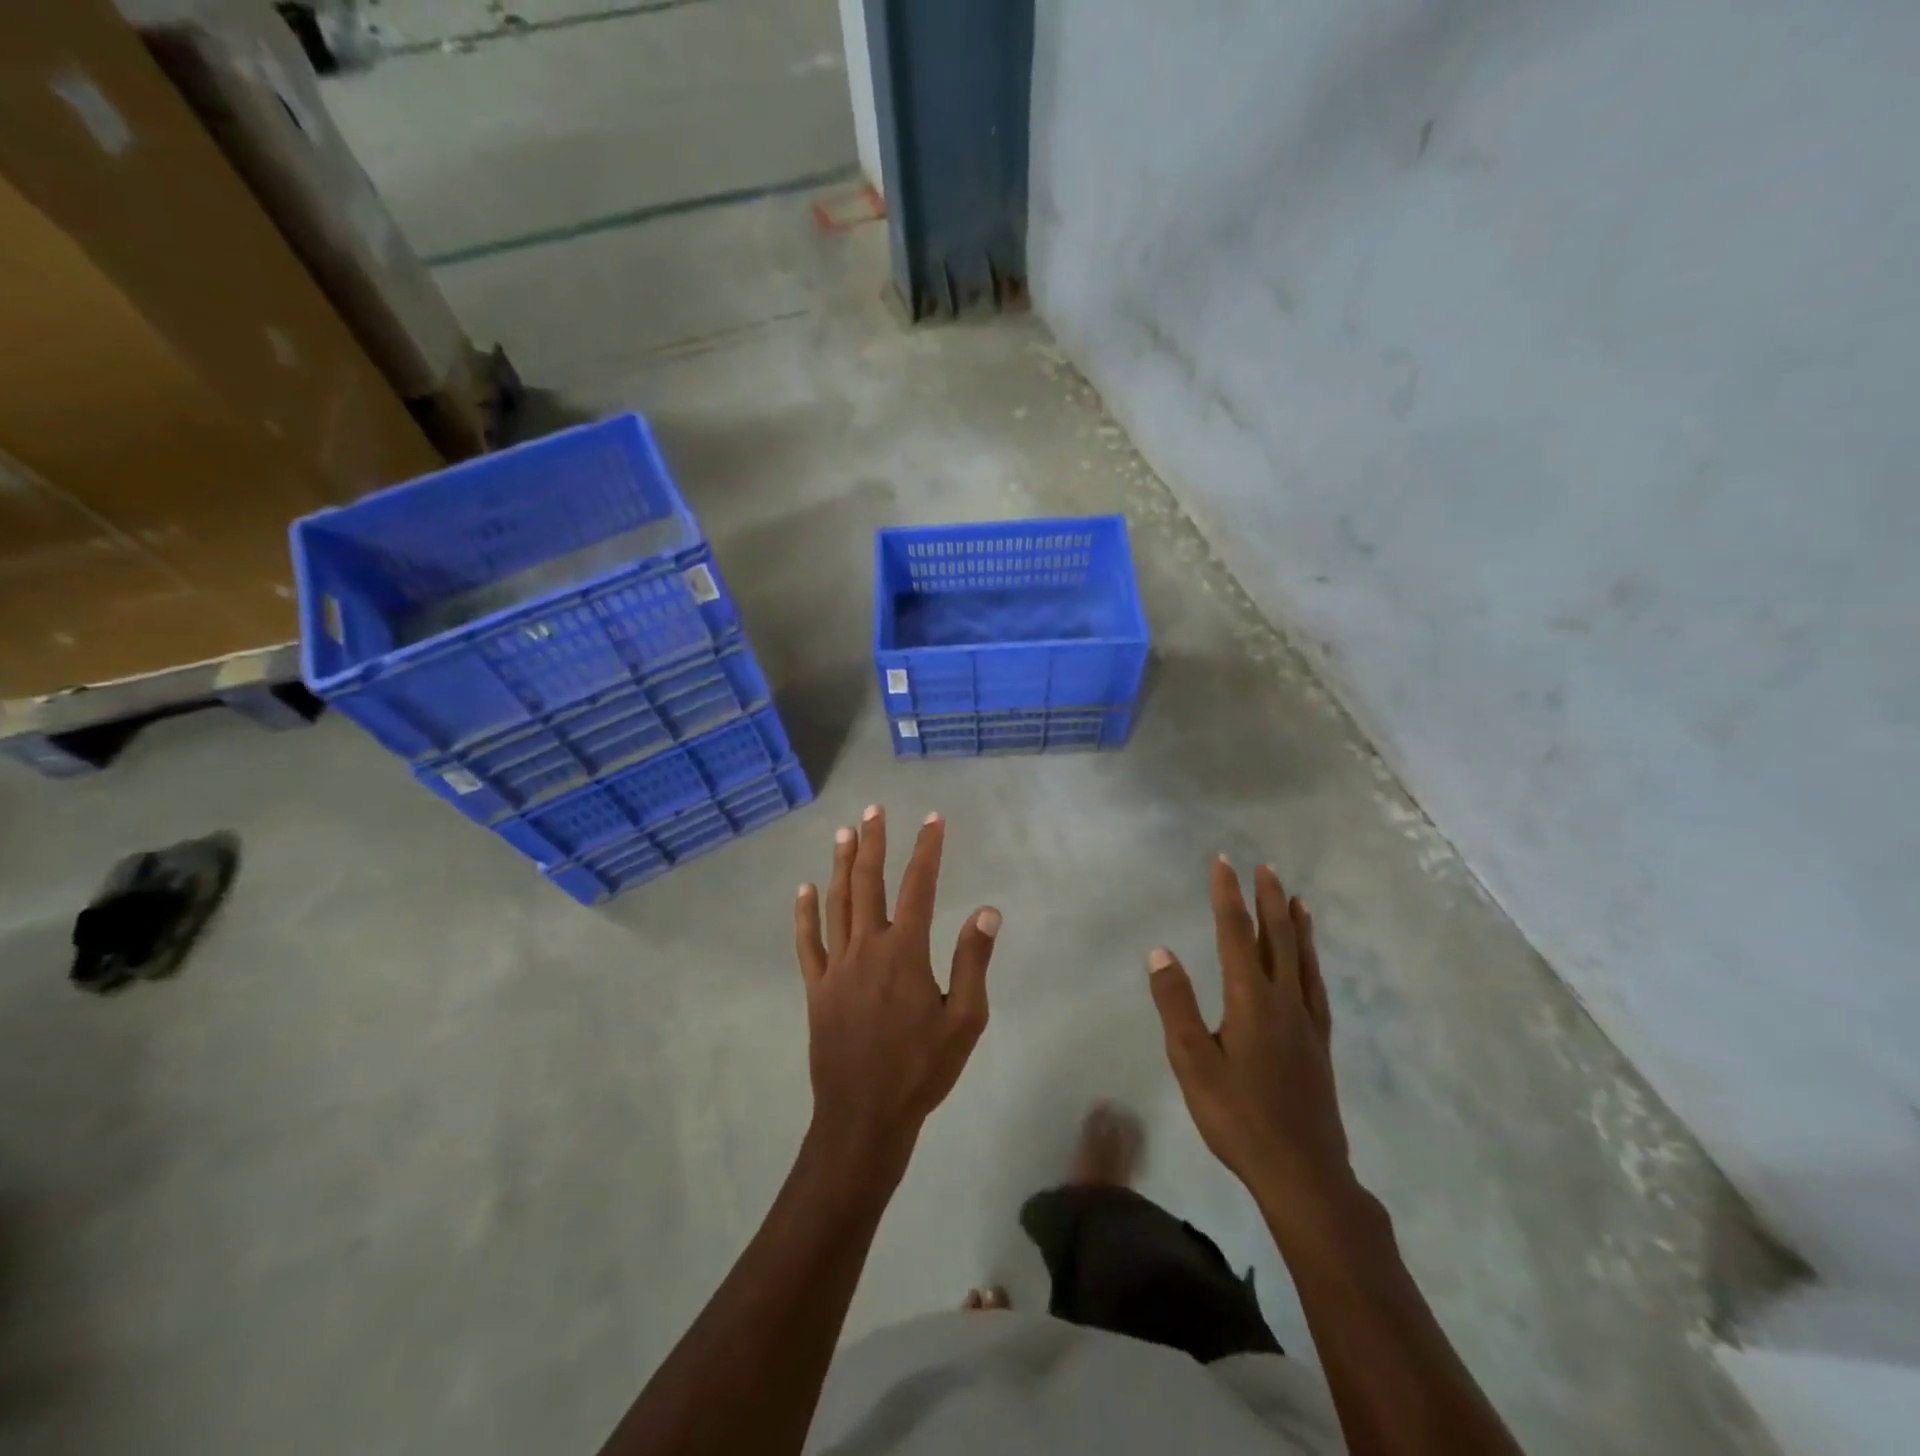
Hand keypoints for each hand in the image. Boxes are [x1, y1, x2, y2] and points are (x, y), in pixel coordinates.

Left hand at [794, 806, 1000, 1179]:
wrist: (865, 1115)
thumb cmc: (921, 1069)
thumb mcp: (965, 1020)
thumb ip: (973, 961)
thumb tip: (987, 911)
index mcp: (905, 951)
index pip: (919, 886)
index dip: (927, 849)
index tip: (933, 819)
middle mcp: (867, 947)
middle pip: (868, 882)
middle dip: (874, 842)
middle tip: (874, 810)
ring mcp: (836, 966)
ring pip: (836, 903)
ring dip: (840, 865)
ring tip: (843, 833)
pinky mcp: (816, 988)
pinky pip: (807, 942)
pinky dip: (804, 914)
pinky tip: (803, 890)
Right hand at [1147, 858, 1353, 1236]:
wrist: (1303, 1173)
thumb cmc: (1238, 1117)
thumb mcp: (1192, 1061)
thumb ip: (1176, 1004)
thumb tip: (1160, 951)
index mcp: (1250, 999)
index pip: (1235, 933)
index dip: (1228, 895)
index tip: (1223, 862)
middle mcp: (1283, 1000)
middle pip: (1276, 937)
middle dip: (1267, 898)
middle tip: (1264, 866)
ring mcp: (1307, 1022)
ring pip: (1302, 959)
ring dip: (1296, 923)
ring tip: (1296, 897)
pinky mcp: (1320, 1044)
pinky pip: (1316, 986)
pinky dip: (1312, 960)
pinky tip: (1309, 962)